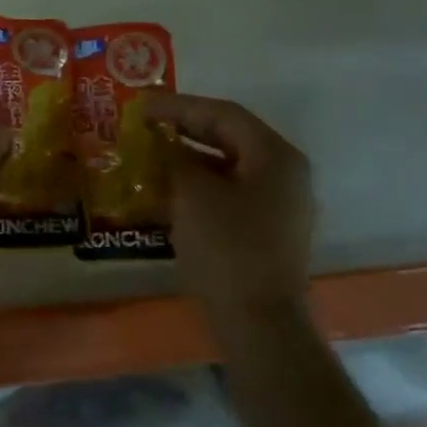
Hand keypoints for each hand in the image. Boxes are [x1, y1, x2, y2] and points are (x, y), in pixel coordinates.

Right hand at [142, 92, 314, 315]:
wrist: (257, 320)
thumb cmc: (227, 247)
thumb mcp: (194, 193)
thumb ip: (176, 157)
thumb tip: (162, 141)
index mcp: (275, 156)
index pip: (224, 114)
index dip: (179, 106)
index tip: (141, 107)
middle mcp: (284, 173)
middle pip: (229, 136)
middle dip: (184, 129)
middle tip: (144, 126)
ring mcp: (279, 203)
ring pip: (228, 165)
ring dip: (189, 157)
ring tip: (150, 155)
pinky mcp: (266, 229)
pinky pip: (230, 192)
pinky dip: (199, 185)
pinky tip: (167, 190)